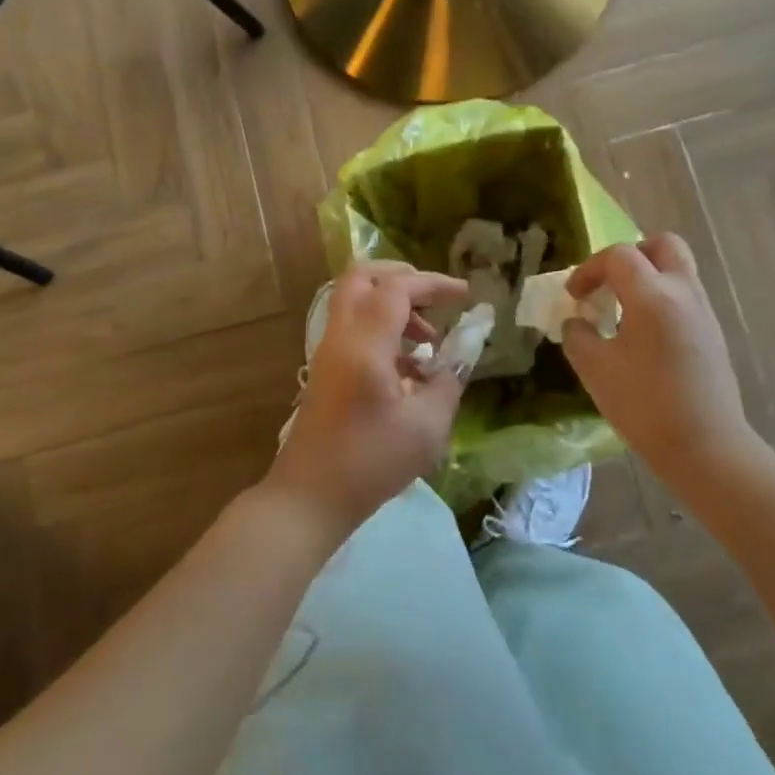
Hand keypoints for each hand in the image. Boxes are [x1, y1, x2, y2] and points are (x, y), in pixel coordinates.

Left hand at [264, 263, 468, 542]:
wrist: (309, 497)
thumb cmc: (370, 463)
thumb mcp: (426, 427)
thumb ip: (448, 381)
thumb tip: (463, 353)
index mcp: (365, 344)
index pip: (397, 288)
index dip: (434, 283)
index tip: (465, 294)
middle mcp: (341, 337)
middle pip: (362, 277)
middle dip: (402, 278)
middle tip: (434, 300)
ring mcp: (328, 352)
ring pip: (355, 301)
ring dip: (393, 306)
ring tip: (428, 341)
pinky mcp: (326, 369)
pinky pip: (353, 328)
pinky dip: (382, 329)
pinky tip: (409, 369)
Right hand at [561, 235, 757, 475]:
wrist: (707, 449)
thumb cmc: (645, 406)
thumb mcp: (595, 369)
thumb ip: (578, 335)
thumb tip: (577, 322)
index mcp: (653, 295)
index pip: (618, 255)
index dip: (589, 269)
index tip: (574, 297)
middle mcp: (684, 292)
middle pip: (662, 245)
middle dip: (631, 255)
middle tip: (610, 284)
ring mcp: (704, 312)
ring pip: (678, 269)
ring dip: (648, 277)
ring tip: (623, 311)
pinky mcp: (713, 334)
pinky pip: (686, 296)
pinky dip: (662, 299)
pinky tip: (644, 336)